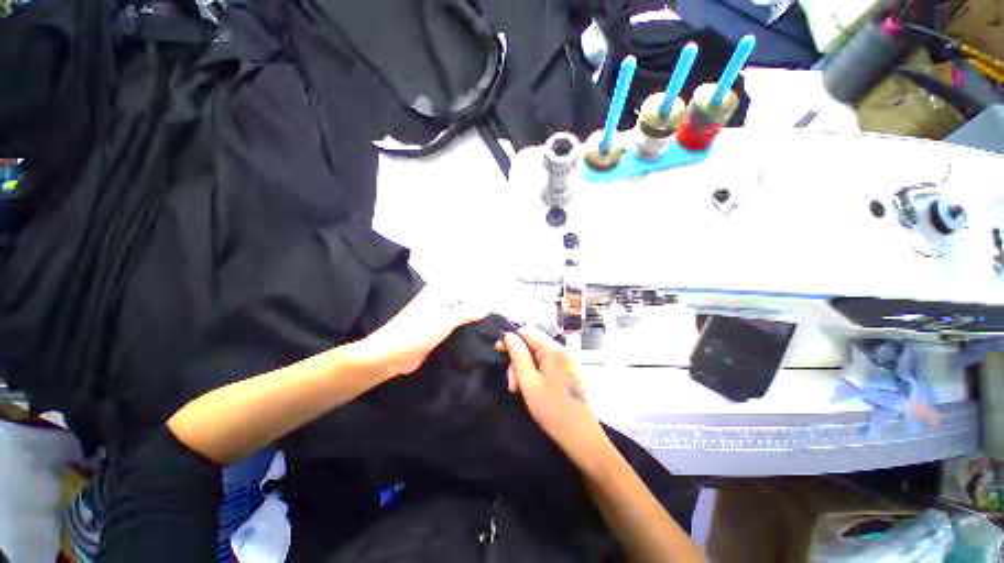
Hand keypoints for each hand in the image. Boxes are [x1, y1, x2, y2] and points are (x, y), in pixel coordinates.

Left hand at [350, 287, 486, 380]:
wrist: (390, 356)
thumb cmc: (417, 332)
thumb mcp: (446, 320)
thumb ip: (468, 311)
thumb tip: (487, 306)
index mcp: (439, 292)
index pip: (467, 290)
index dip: (482, 298)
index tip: (496, 311)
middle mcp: (439, 301)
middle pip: (465, 302)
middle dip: (478, 310)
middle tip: (496, 322)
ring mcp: (437, 316)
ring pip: (460, 315)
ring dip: (472, 321)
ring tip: (491, 330)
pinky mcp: (436, 331)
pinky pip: (455, 327)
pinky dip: (465, 330)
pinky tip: (478, 337)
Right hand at [498, 328, 610, 467]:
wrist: (582, 437)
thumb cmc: (553, 410)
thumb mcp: (529, 382)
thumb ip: (518, 356)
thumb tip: (508, 335)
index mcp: (554, 349)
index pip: (528, 331)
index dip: (511, 339)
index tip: (498, 352)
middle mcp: (563, 350)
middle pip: (532, 344)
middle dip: (518, 361)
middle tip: (512, 385)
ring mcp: (568, 360)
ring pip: (538, 356)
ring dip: (525, 370)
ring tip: (519, 390)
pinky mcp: (569, 371)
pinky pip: (546, 364)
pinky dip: (535, 373)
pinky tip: (531, 389)